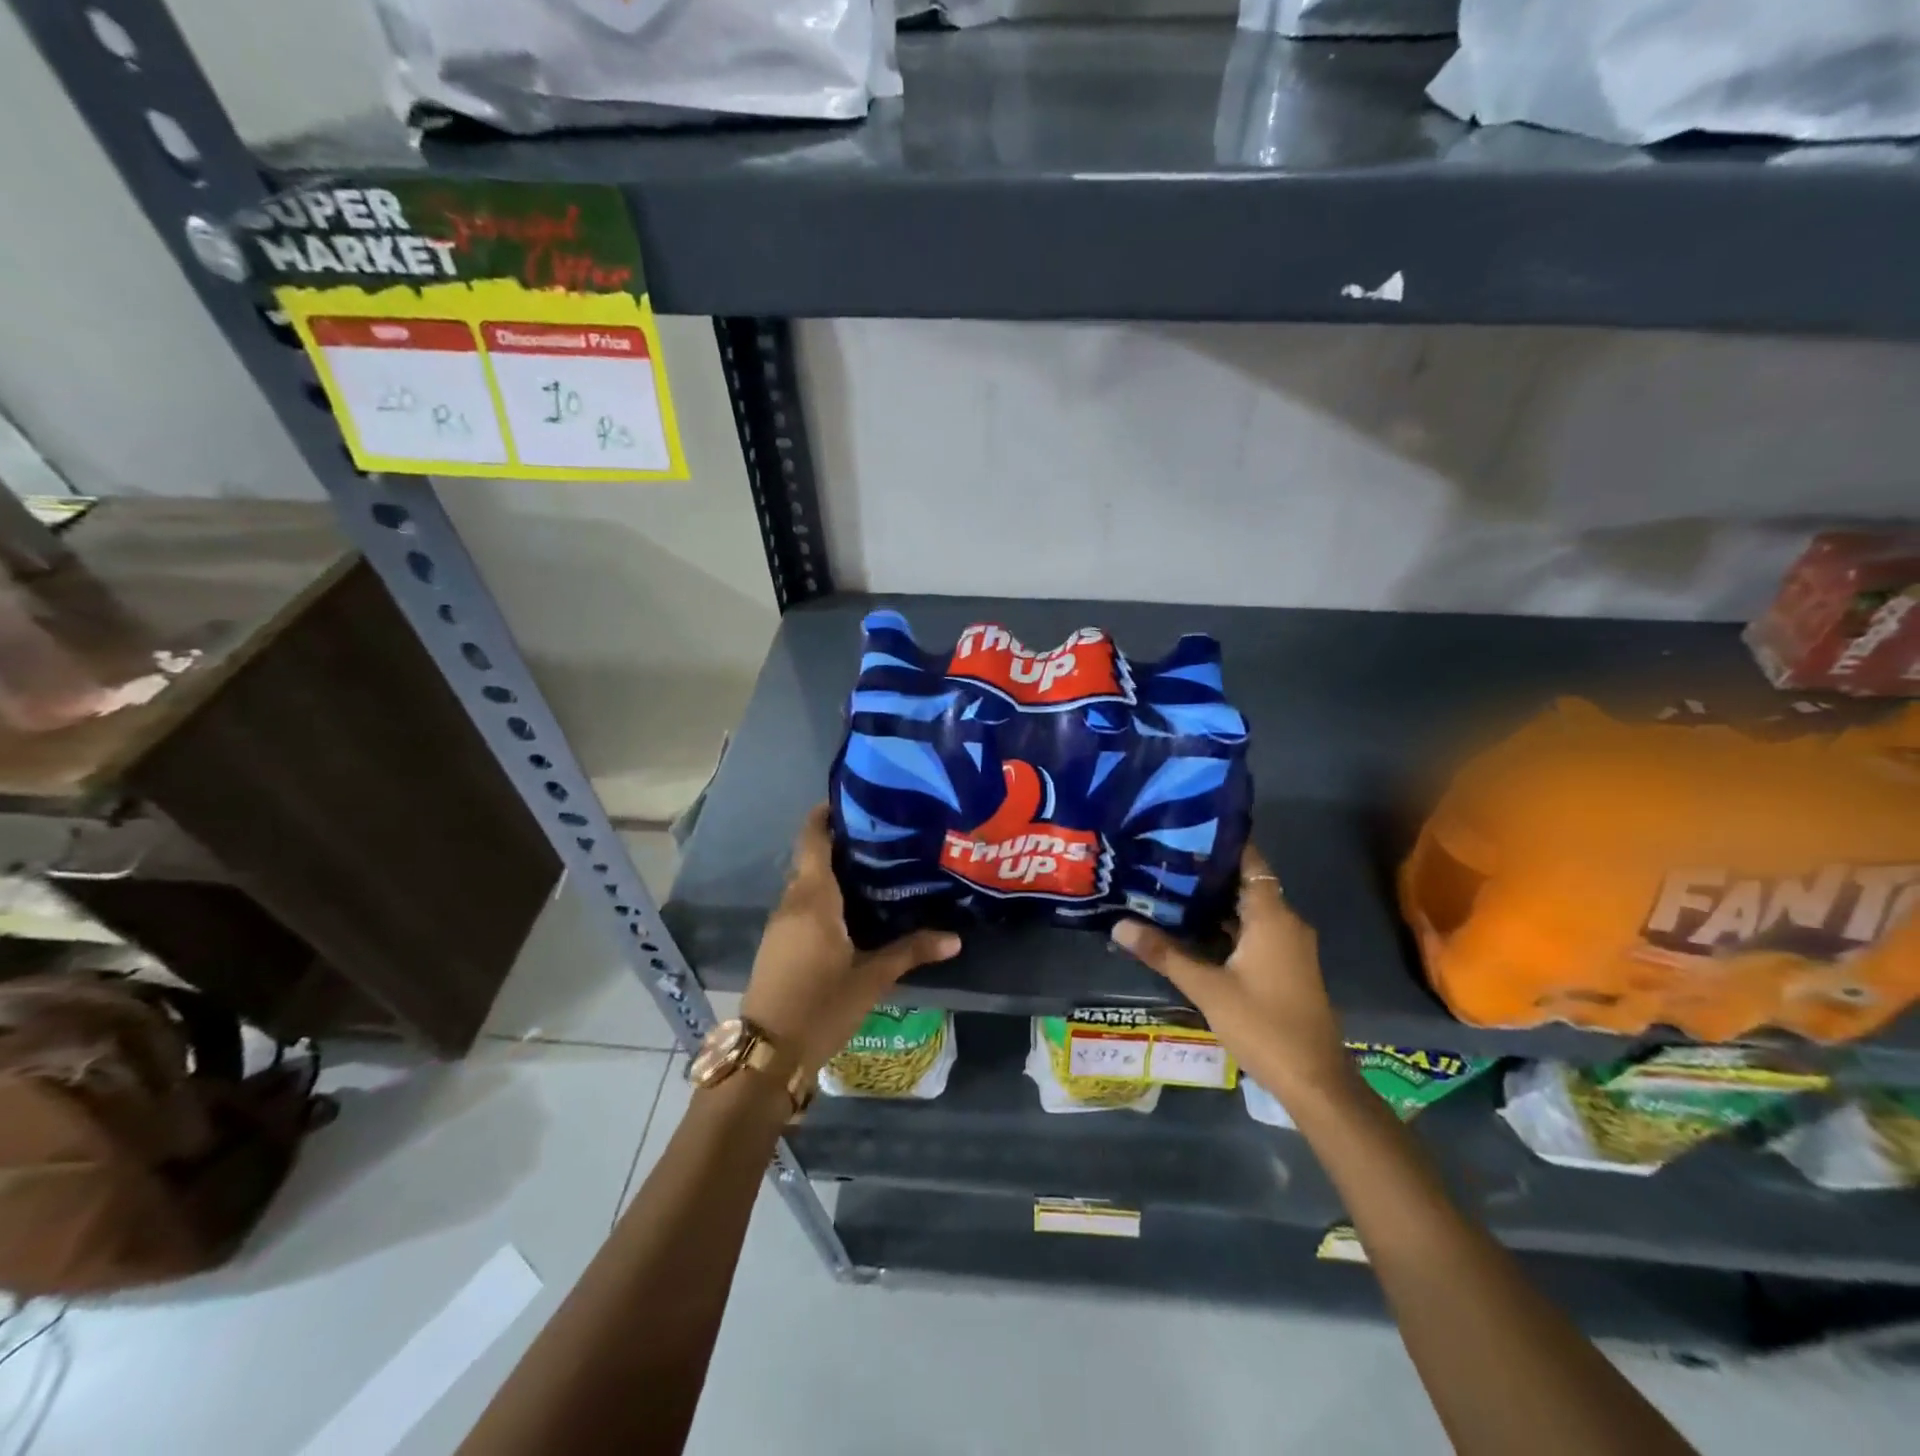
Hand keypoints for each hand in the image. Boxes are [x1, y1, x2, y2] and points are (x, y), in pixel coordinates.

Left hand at [741, 805, 960, 1074]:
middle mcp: (792, 903)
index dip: (825, 815)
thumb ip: (911, 952)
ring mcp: (780, 924)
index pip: (812, 840)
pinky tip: (852, 909)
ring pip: (806, 884)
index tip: (854, 800)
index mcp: (813, 899)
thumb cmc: (821, 1006)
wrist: (767, 1053)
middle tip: (884, 837)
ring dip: (832, 872)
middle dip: (841, 844)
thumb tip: (955, 938)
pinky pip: (802, 905)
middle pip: (811, 859)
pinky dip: (824, 896)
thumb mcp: (870, 979)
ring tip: (875, 868)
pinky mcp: (778, 943)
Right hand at [1110, 843, 1347, 1096]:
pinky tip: (1190, 929)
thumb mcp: (1207, 988)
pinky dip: (1225, 925)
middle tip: (1161, 860)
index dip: (1218, 842)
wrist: (1315, 1082)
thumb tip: (1119, 925)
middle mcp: (1285, 921)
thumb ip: (1164, 953)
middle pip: (1244, 882)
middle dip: (1205, 872)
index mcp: (1272, 916)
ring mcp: (1288, 945)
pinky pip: (1253, 930)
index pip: (1248, 860)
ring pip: (1247, 909)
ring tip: (1167, 888)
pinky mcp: (1285, 965)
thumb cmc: (1264, 1025)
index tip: (1181, 830)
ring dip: (1213, 901)